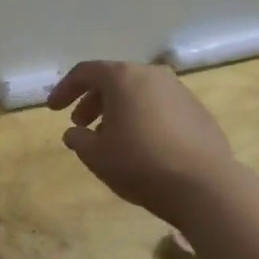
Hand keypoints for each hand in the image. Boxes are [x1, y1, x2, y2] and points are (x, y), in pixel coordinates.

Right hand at [47, 61, 237, 223]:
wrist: (204, 186)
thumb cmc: (140, 164)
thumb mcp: (96, 156)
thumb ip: (78, 139)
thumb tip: (75, 133)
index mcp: (124, 78)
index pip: (85, 72)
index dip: (65, 89)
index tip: (53, 109)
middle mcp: (152, 75)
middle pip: (114, 80)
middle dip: (92, 101)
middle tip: (81, 124)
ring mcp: (180, 92)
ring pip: (139, 93)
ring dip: (119, 110)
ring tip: (110, 138)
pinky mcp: (198, 112)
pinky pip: (161, 107)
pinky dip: (144, 118)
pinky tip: (142, 146)